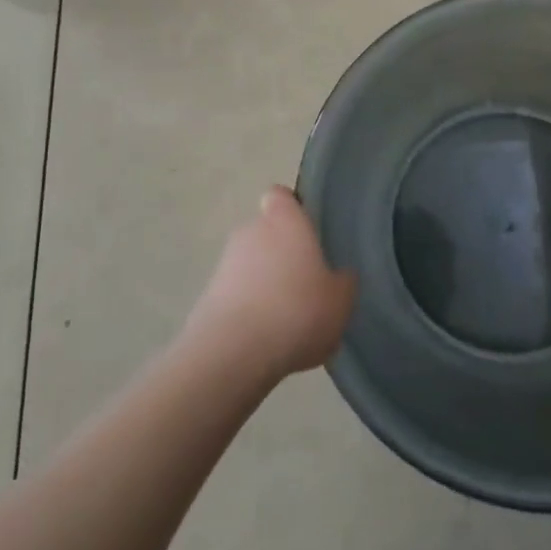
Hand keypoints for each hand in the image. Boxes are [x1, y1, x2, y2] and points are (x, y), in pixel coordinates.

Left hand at [185, 187, 356, 378]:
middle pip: (266, 232)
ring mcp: (225, 263)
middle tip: (306, 283)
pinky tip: (267, 339)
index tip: (307, 231)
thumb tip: (339, 276)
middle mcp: (251, 231)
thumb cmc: (297, 311)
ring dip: (265, 283)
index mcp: (284, 219)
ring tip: (288, 319)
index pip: (281, 196)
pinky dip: (250, 310)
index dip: (292, 209)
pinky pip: (237, 295)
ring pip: (251, 265)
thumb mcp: (340, 300)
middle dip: (282, 252)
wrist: (233, 353)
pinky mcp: (207, 296)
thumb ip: (342, 281)